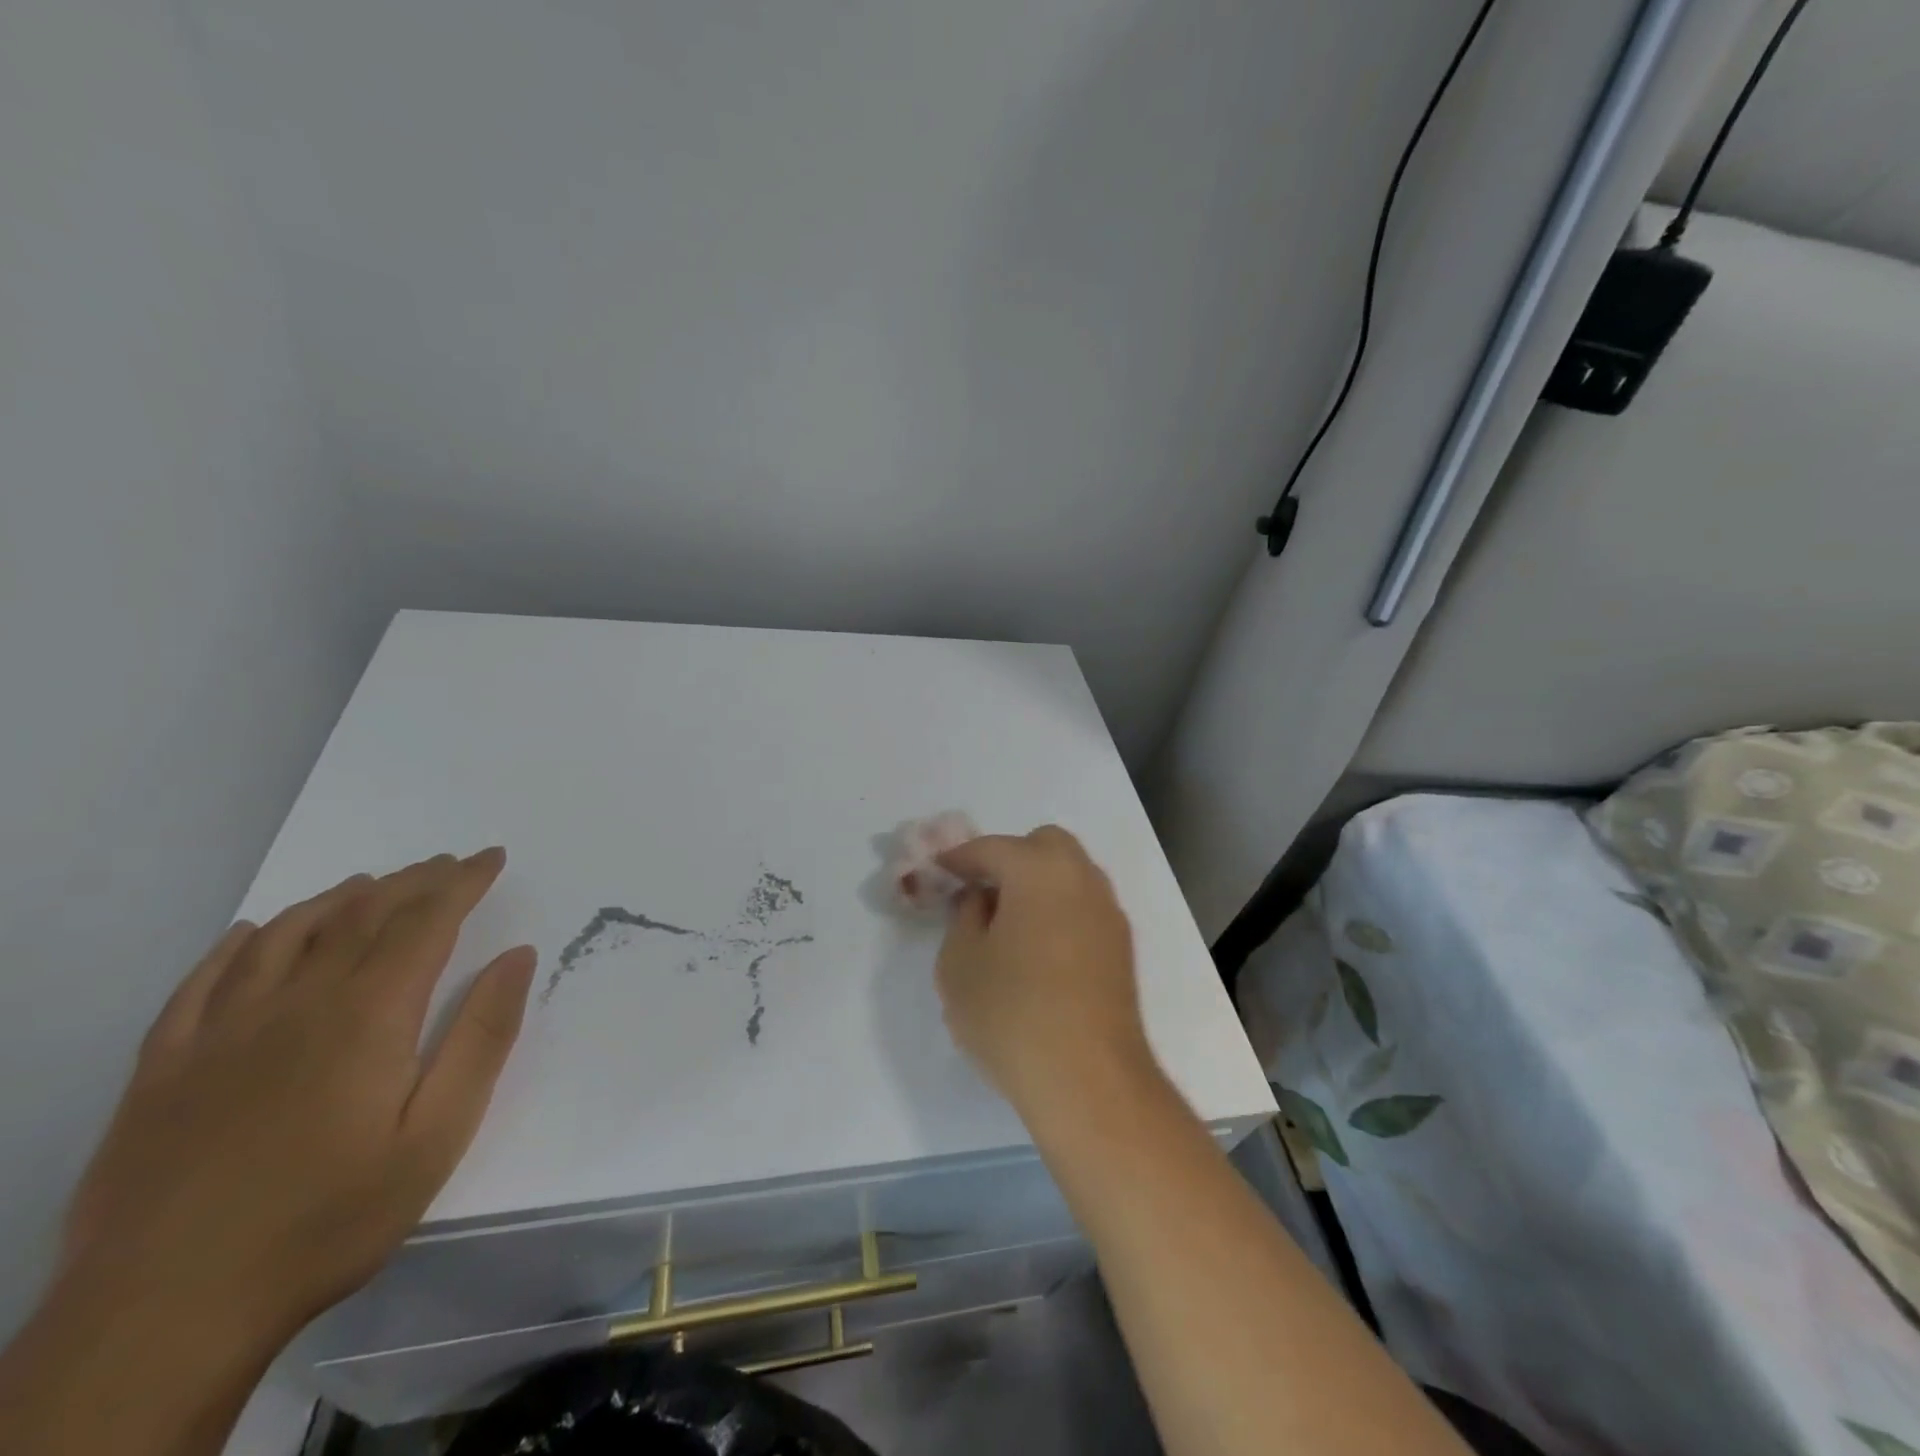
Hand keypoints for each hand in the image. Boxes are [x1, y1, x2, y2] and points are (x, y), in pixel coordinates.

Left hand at [60, 849, 535, 1352]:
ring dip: (338, 898)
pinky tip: (256, 932)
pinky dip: (240, 944)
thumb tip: (517, 956)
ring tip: (372, 882)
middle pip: (362, 916)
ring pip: (287, 935)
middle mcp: (295, 1003)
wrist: (162, 1316)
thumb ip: (483, 1037)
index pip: (425, 922)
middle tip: (448, 863)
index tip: (491, 858)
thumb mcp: (438, 1134)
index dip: (462, 883)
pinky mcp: (164, 1068)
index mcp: (367, 1015)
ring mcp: (220, 1033)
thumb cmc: (329, 1218)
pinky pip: (203, 982)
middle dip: (413, 881)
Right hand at [934, 826, 1156, 1121]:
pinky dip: (1059, 911)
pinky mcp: (1121, 948)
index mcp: (1039, 869)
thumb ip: (964, 916)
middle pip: (1043, 846)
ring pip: (1069, 876)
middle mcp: (1081, 878)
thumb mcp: (960, 962)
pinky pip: (1083, 908)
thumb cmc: (1011, 1012)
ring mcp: (1108, 912)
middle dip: (1009, 859)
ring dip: (1037, 885)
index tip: (937, 871)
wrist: (1088, 1079)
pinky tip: (1039, 951)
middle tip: (981, 894)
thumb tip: (981, 899)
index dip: (958, 858)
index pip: (991, 848)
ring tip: (1008, 925)